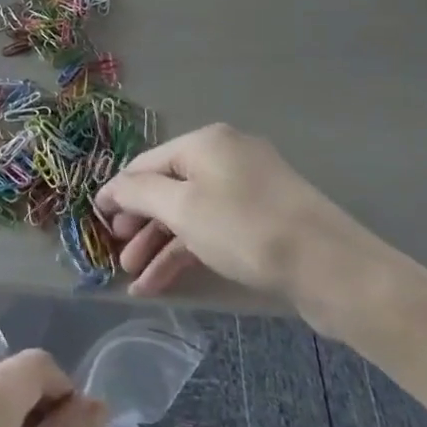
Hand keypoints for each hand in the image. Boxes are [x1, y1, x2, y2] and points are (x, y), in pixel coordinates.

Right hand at [96, 123, 370, 306]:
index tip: (96, 219)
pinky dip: (189, 252)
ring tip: (137, 282)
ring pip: (191, 213)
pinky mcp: (264, 219)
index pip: (147, 162)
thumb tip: (112, 186)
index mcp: (205, 142)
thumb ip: (140, 194)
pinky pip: (214, 229)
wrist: (330, 266)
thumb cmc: (245, 229)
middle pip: (169, 187)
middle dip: (141, 223)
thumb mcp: (183, 208)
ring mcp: (248, 188)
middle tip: (118, 256)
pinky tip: (165, 284)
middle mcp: (225, 156)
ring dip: (161, 245)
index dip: (119, 190)